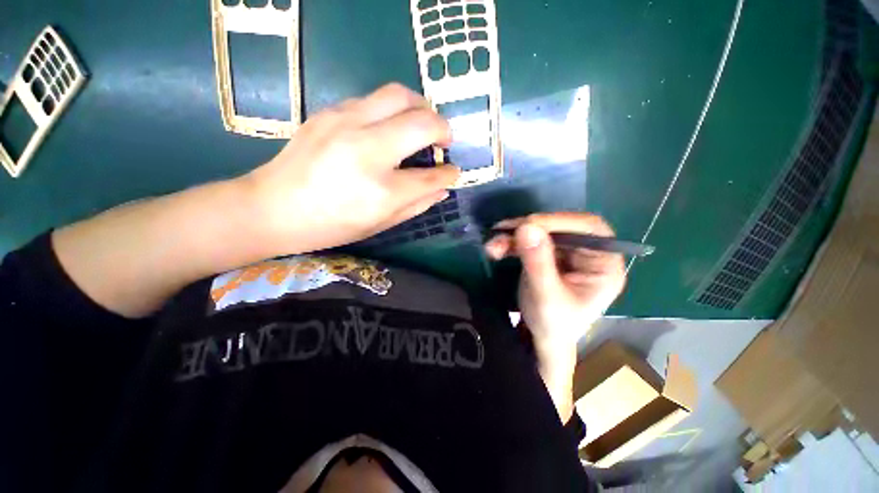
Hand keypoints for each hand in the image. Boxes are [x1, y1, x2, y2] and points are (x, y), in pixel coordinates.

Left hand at [243, 83, 460, 255]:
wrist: (272, 208)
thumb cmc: (330, 225)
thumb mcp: (379, 224)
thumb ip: (416, 205)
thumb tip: (442, 189)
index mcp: (382, 191)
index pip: (431, 176)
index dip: (449, 174)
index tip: (453, 171)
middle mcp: (368, 150)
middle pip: (422, 121)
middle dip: (443, 128)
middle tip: (444, 140)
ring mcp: (346, 124)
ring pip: (399, 95)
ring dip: (421, 108)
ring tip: (421, 125)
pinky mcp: (330, 112)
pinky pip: (374, 99)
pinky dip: (392, 110)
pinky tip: (388, 127)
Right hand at [485, 212, 625, 350]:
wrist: (543, 338)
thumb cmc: (553, 324)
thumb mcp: (546, 297)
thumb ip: (538, 263)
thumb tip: (526, 226)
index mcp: (603, 264)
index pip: (589, 228)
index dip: (559, 221)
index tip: (528, 225)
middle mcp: (587, 252)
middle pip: (560, 226)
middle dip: (528, 229)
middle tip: (502, 233)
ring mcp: (566, 252)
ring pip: (540, 231)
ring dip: (513, 236)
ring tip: (492, 247)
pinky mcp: (548, 254)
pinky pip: (529, 240)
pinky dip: (511, 242)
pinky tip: (496, 249)